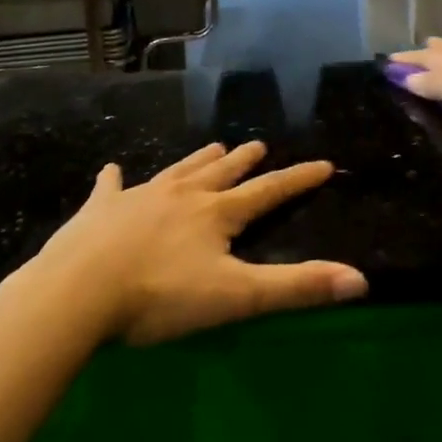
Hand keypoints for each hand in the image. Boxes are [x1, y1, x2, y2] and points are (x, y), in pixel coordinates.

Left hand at [30, 141, 366, 346]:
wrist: (80, 288)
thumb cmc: (161, 295)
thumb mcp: (236, 297)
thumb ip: (296, 287)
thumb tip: (360, 279)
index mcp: (216, 214)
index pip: (268, 192)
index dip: (297, 179)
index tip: (322, 163)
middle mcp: (182, 195)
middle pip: (221, 173)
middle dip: (243, 161)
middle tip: (257, 145)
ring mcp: (139, 197)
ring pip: (177, 171)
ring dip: (197, 161)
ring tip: (213, 148)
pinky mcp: (101, 209)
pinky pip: (111, 187)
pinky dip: (115, 179)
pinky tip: (112, 170)